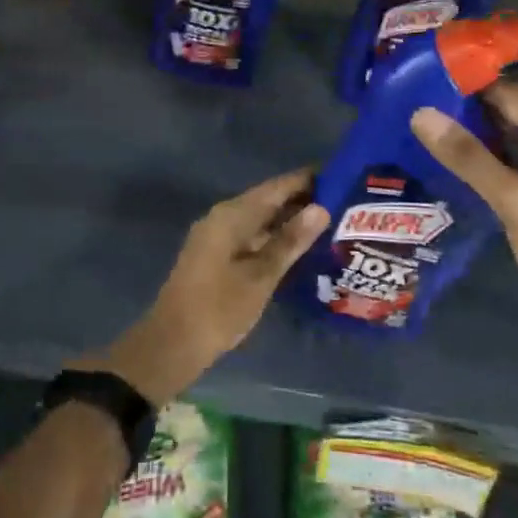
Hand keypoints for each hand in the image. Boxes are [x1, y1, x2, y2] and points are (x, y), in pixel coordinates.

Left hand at [93, 171, 328, 404]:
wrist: (174, 343)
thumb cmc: (219, 308)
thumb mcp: (260, 276)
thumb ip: (290, 241)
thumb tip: (321, 208)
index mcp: (232, 215)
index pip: (276, 187)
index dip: (306, 180)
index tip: (340, 175)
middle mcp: (223, 218)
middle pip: (268, 200)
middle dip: (303, 200)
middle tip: (344, 202)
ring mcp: (219, 237)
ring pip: (261, 220)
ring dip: (291, 220)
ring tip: (331, 222)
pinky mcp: (218, 256)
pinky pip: (253, 236)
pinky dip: (276, 238)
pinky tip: (300, 249)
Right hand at [409, 76, 517, 309]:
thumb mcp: (513, 203)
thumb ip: (469, 157)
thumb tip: (421, 113)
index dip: (478, 87)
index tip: (435, 85)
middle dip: (492, 93)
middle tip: (447, 100)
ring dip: (498, 113)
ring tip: (453, 118)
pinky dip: (507, 133)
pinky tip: (476, 145)